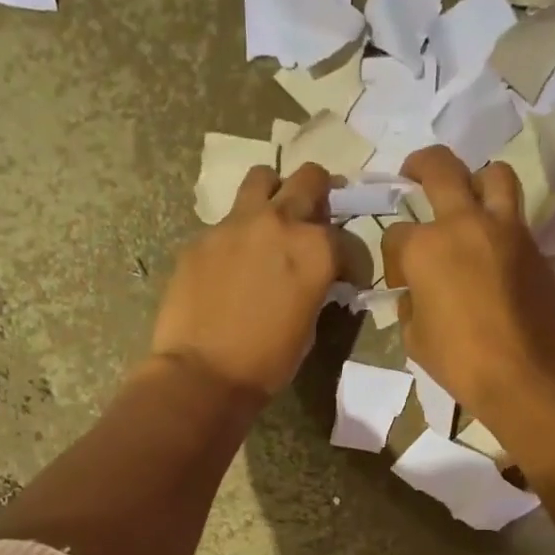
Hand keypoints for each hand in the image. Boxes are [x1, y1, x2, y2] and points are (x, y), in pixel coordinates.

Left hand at [150, 164, 340, 398]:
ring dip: (274, 193)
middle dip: (321, 194)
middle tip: (316, 219)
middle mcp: (279, 223)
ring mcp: (235, 224)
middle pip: (310, 180)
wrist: (202, 375)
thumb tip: (312, 281)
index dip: (353, 262)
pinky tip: (231, 264)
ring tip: (271, 219)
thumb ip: (315, 289)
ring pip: (262, 179)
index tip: (347, 278)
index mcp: (316, 249)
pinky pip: (226, 222)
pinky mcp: (201, 238)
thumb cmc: (266, 364)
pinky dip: (237, 236)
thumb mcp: (308, 328)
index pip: (349, 240)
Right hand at [382, 147, 554, 429]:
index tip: (400, 280)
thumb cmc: (461, 361)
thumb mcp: (415, 339)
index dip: (393, 258)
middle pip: (440, 168)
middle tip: (412, 172)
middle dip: (420, 165)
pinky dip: (499, 217)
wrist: (528, 375)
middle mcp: (464, 224)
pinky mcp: (534, 244)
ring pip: (492, 174)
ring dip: (476, 178)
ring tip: (467, 197)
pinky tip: (490, 242)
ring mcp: (505, 229)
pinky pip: (514, 214)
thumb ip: (410, 306)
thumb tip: (415, 295)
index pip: (396, 235)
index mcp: (425, 247)